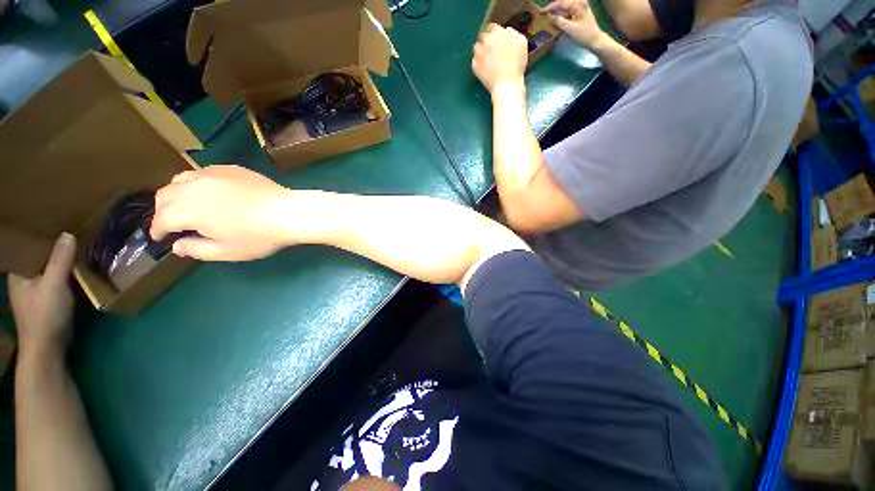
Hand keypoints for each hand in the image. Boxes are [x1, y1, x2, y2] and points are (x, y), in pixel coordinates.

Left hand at [8, 233, 75, 355]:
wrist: (47, 348)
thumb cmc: (45, 314)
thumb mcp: (53, 285)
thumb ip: (60, 260)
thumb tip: (68, 234)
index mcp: (18, 272)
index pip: (26, 247)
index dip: (38, 235)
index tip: (54, 222)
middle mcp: (23, 278)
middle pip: (38, 257)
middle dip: (52, 246)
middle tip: (69, 230)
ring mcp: (35, 290)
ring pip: (48, 268)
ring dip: (60, 259)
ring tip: (75, 246)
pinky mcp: (47, 299)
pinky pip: (56, 279)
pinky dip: (64, 272)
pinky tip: (75, 268)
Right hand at [150, 165, 295, 261]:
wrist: (289, 213)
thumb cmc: (259, 236)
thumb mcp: (227, 251)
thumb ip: (197, 249)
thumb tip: (177, 246)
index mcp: (189, 210)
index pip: (162, 219)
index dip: (157, 230)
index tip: (159, 237)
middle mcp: (195, 187)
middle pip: (165, 195)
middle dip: (161, 211)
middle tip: (169, 223)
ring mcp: (213, 174)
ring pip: (181, 179)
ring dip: (175, 193)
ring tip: (183, 205)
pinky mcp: (230, 169)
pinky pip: (203, 172)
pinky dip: (195, 182)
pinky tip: (206, 191)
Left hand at [472, 23, 527, 92]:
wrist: (506, 84)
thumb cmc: (517, 65)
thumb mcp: (521, 43)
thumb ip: (512, 33)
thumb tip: (506, 30)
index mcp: (498, 33)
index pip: (491, 27)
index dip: (493, 33)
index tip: (495, 39)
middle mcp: (486, 40)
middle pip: (482, 36)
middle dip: (486, 41)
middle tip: (491, 50)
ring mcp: (479, 53)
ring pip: (476, 47)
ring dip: (481, 51)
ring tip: (487, 59)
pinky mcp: (474, 64)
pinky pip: (474, 60)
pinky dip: (478, 62)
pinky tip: (485, 68)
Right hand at [544, 0, 606, 48]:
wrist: (595, 41)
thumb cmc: (584, 35)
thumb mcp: (570, 29)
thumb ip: (559, 22)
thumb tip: (552, 18)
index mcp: (578, 4)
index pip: (562, 3)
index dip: (552, 6)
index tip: (543, 11)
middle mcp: (579, 4)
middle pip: (564, 6)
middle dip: (555, 11)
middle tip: (546, 16)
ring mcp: (580, 9)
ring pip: (565, 11)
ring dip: (559, 16)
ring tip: (551, 23)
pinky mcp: (579, 15)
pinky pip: (568, 15)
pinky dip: (563, 19)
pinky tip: (559, 25)